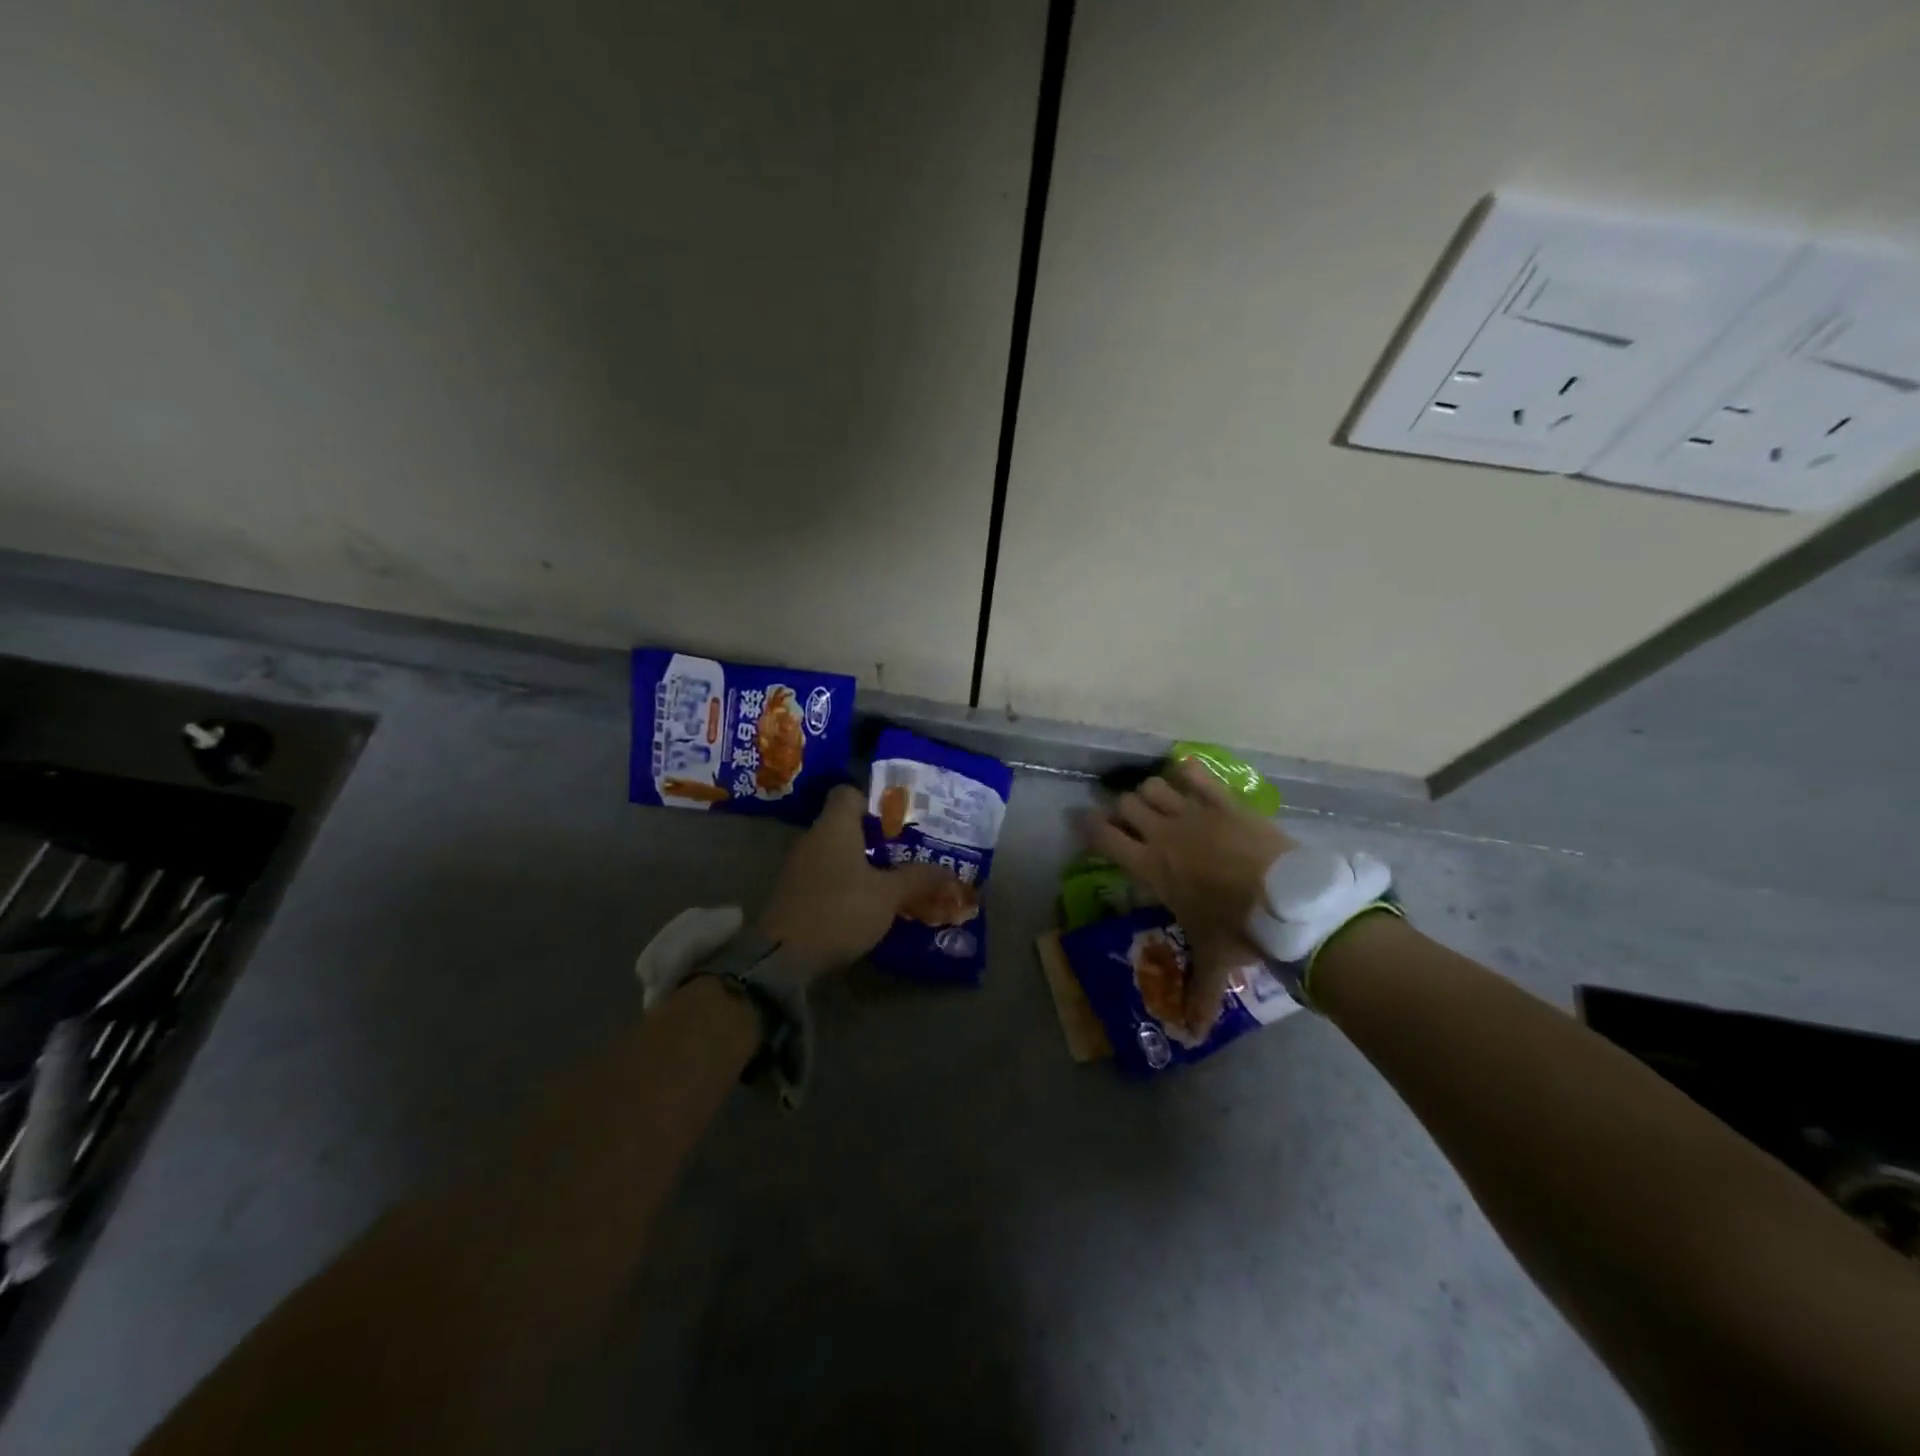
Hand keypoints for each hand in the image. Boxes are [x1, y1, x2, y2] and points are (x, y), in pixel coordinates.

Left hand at [758, 784, 961, 973]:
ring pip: (838, 853)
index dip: (875, 800)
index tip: (901, 819)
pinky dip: (848, 884)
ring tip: (897, 878)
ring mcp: (800, 867)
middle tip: (910, 850)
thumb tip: (949, 872)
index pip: (850, 792)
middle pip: (847, 825)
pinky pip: (828, 877)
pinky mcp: (795, 894)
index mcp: (835, 825)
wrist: (782, 958)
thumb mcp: (887, 895)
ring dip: (864, 863)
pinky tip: (870, 903)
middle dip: (878, 837)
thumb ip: (918, 878)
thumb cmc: (839, 910)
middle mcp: (814, 838)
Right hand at [1081, 759, 1296, 1031]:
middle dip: (1123, 811)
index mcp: (1150, 867)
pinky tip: (1187, 776)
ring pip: (1152, 786)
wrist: (1286, 899)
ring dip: (1150, 793)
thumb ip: (1198, 992)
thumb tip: (1191, 1033)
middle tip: (1132, 824)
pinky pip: (1194, 773)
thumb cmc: (1237, 927)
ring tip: (1160, 805)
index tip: (1085, 825)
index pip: (1103, 838)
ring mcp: (1192, 812)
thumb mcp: (1213, 960)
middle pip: (1125, 804)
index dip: (1088, 828)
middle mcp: (1162, 833)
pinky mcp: (1222, 801)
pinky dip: (1186, 772)